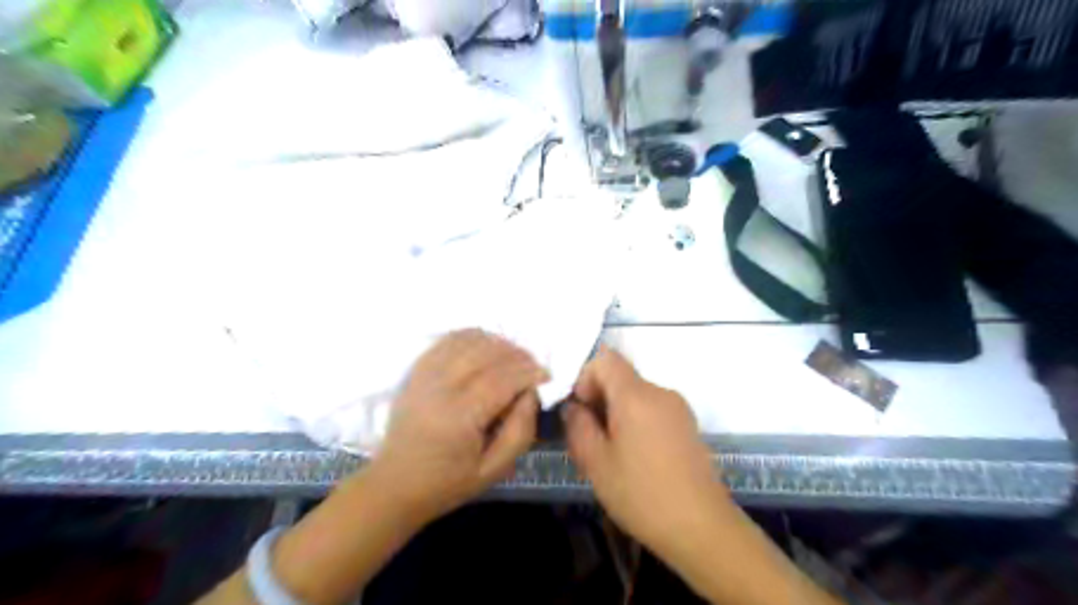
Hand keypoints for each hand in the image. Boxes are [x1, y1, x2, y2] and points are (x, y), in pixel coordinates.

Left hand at [370, 328, 548, 520]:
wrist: (395, 484)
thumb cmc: (448, 482)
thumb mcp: (494, 470)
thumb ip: (520, 431)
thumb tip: (531, 393)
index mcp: (459, 417)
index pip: (502, 379)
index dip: (529, 372)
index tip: (546, 375)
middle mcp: (440, 388)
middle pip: (487, 353)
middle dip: (518, 355)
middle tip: (533, 367)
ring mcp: (425, 375)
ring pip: (468, 341)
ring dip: (498, 343)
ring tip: (513, 359)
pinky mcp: (417, 370)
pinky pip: (449, 340)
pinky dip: (473, 337)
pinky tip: (487, 348)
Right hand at [560, 348, 726, 555]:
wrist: (701, 527)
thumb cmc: (641, 493)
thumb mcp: (595, 462)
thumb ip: (577, 425)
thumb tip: (573, 406)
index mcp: (636, 395)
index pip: (605, 359)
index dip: (585, 377)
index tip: (580, 410)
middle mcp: (660, 392)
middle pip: (621, 377)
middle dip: (599, 398)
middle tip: (589, 437)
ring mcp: (678, 408)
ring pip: (636, 395)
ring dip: (617, 412)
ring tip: (611, 452)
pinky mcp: (688, 424)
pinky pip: (653, 409)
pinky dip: (636, 421)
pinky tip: (635, 457)